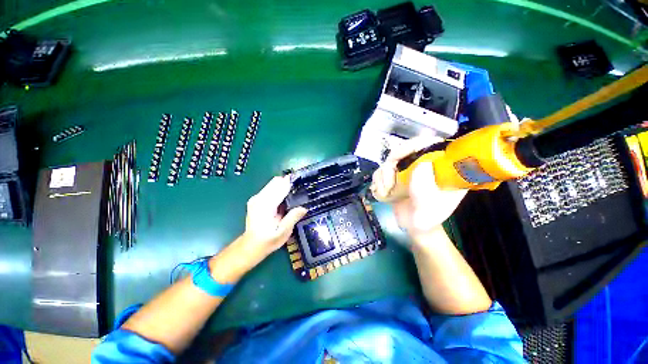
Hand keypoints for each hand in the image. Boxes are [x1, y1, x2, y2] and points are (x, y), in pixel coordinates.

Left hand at [242, 176, 306, 260]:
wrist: (251, 246)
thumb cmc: (268, 240)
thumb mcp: (283, 232)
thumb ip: (293, 218)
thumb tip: (304, 208)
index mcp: (266, 205)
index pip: (280, 187)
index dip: (291, 182)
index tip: (301, 179)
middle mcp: (259, 198)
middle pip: (275, 181)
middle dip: (288, 182)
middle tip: (300, 187)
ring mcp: (256, 198)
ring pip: (272, 183)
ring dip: (283, 185)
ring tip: (294, 192)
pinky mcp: (256, 200)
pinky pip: (269, 188)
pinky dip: (278, 189)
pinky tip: (285, 197)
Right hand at [371, 138, 467, 239]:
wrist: (412, 227)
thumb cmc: (426, 219)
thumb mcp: (429, 208)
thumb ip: (425, 189)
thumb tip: (423, 164)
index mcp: (441, 168)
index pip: (433, 145)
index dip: (419, 143)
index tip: (404, 154)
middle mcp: (425, 164)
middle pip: (406, 148)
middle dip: (394, 161)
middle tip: (390, 176)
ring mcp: (408, 169)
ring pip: (390, 159)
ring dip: (384, 175)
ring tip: (387, 190)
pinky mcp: (395, 175)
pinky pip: (381, 170)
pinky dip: (378, 180)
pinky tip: (382, 191)